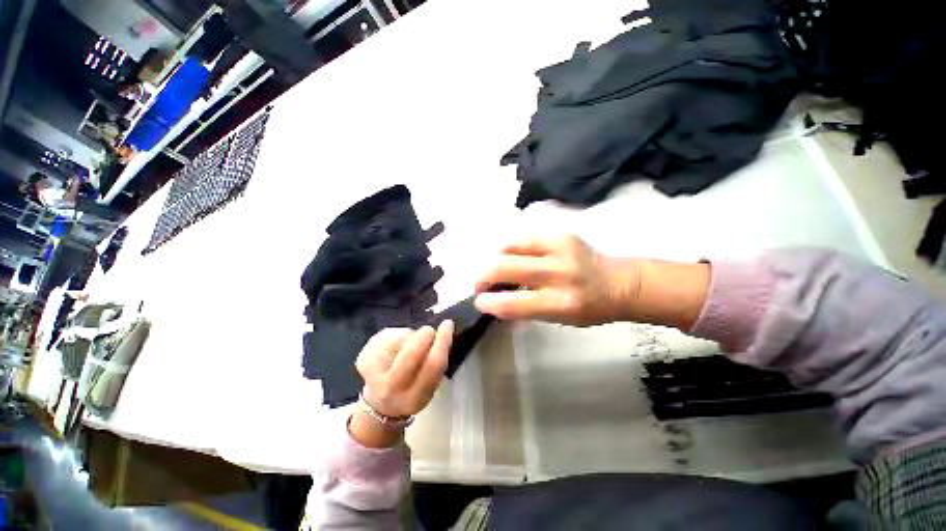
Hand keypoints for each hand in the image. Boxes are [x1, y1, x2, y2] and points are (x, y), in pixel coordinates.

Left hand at [350, 322, 453, 447]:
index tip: (448, 324)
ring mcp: (373, 375)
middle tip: (428, 331)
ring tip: (409, 346)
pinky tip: (394, 347)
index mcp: (415, 397)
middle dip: (424, 335)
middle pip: (411, 352)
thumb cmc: (413, 389)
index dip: (442, 341)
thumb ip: (435, 363)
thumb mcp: (429, 385)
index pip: (433, 364)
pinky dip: (396, 336)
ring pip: (398, 340)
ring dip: (409, 337)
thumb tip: (437, 335)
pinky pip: (385, 337)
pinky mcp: (362, 361)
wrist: (381, 405)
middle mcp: (392, 389)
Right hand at [474, 234, 640, 325]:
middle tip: (481, 283)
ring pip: (509, 244)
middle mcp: (559, 272)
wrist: (619, 282)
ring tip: (497, 266)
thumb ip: (525, 310)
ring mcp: (560, 246)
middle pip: (503, 266)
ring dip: (495, 256)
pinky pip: (523, 233)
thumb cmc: (589, 308)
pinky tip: (511, 253)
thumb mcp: (558, 319)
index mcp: (561, 302)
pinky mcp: (561, 231)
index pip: (511, 303)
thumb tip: (494, 301)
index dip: (487, 302)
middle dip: (483, 276)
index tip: (479, 301)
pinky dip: (510, 244)